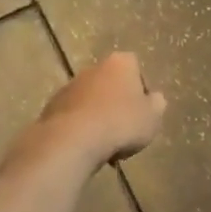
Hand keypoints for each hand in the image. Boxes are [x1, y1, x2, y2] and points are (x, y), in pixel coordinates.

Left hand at [35, 53, 167, 166]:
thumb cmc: (121, 123)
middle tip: (126, 130)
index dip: (141, 90)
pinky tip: (88, 148)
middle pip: (112, 85)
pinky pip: (75, 116)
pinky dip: (82, 128)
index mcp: (120, 63)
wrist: (73, 139)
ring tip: (107, 146)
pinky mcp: (53, 106)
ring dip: (100, 118)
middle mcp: (93, 67)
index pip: (136, 68)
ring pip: (93, 101)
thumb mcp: (153, 116)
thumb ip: (157, 103)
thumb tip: (154, 98)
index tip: (143, 112)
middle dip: (118, 104)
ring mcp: (70, 86)